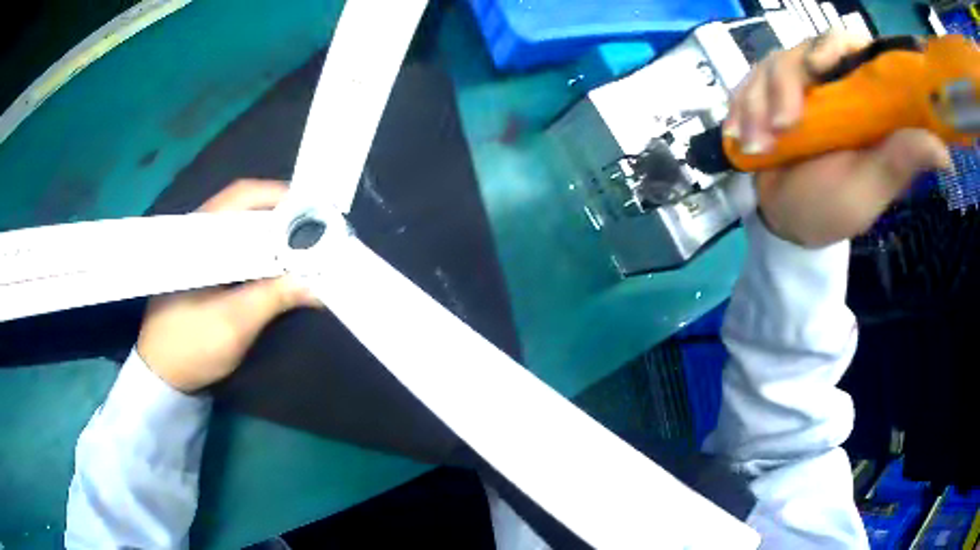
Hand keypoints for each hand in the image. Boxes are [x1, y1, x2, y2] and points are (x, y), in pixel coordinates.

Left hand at [137, 180, 320, 392]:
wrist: (163, 375)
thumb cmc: (192, 347)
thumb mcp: (234, 324)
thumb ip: (274, 298)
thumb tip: (318, 284)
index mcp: (198, 236)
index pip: (242, 196)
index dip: (280, 198)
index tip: (314, 212)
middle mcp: (197, 231)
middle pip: (244, 205)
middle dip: (281, 213)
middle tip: (314, 229)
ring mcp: (198, 248)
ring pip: (240, 224)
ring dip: (271, 231)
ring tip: (302, 243)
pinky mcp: (201, 265)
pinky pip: (235, 243)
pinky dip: (259, 247)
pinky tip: (275, 261)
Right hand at [724, 32, 951, 247]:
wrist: (787, 222)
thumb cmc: (833, 209)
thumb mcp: (871, 189)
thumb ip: (901, 161)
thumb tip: (944, 151)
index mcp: (863, 100)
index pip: (851, 46)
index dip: (835, 44)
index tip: (821, 66)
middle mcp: (832, 84)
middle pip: (803, 48)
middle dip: (785, 83)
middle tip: (782, 127)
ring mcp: (798, 87)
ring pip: (771, 63)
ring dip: (758, 102)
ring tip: (758, 146)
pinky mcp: (767, 95)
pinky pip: (747, 81)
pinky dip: (740, 107)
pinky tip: (740, 136)